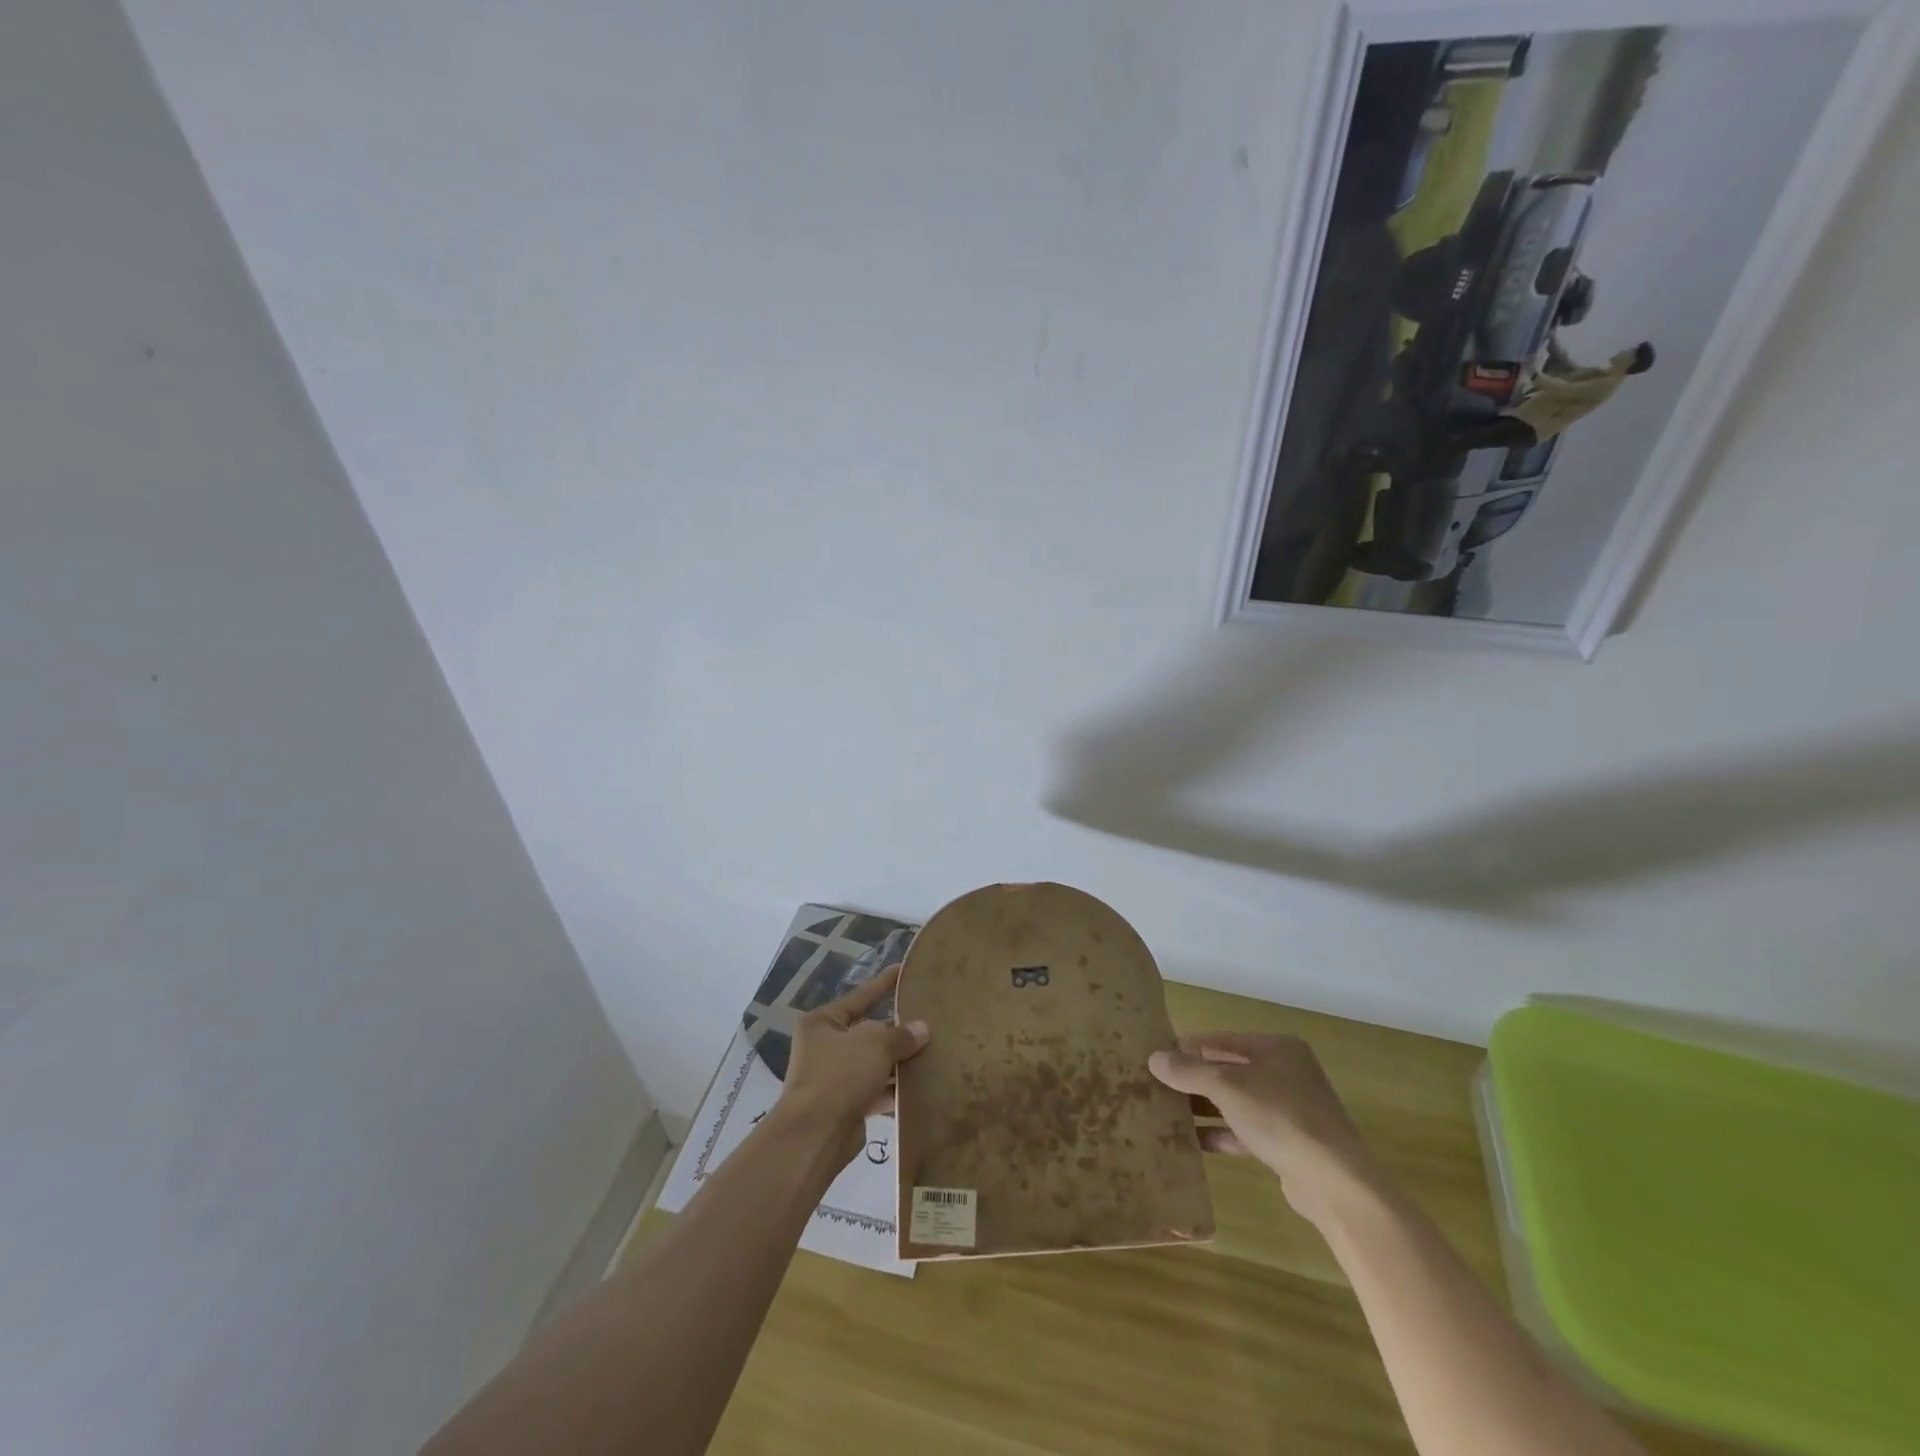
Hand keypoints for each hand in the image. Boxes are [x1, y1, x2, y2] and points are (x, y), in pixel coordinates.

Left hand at [780, 965, 928, 1165]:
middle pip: (869, 1031)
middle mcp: (825, 1046)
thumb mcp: (875, 1044)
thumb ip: (900, 1034)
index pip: (860, 996)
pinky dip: (896, 1087)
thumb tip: (922, 1029)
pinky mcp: (846, 1105)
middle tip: (929, 1017)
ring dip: (900, 1061)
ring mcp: (835, 1078)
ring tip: (934, 1050)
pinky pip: (877, 1089)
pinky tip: (923, 1084)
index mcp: (823, 1022)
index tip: (903, 969)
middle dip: (897, 1029)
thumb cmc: (840, 1075)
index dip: (883, 983)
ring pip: (875, 1062)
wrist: (815, 1136)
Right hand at [1148, 1033, 1378, 1228]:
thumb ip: (1188, 1071)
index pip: (1222, 1040)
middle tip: (1157, 1085)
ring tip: (1167, 1112)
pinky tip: (1193, 1142)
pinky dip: (1221, 1133)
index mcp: (1277, 1048)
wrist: (1334, 1182)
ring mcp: (1289, 1109)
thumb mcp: (1226, 1087)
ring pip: (1236, 1102)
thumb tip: (1154, 1058)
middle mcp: (1286, 1073)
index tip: (1158, 1057)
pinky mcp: (1288, 1143)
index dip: (1189, 1047)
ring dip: (1205, 1107)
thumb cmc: (1279, 1117)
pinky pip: (1246, 1130)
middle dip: (1195, 1079)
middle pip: (1229, 1070)